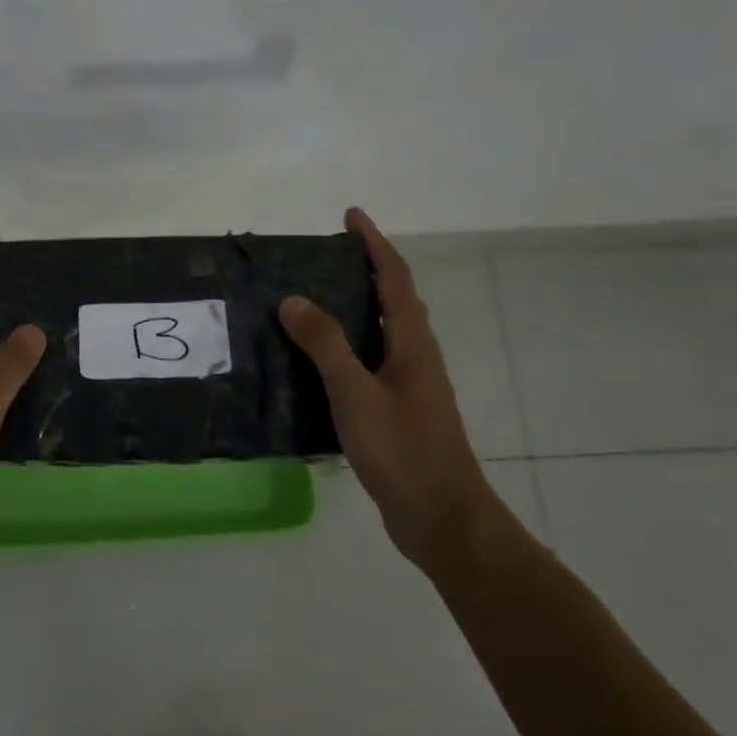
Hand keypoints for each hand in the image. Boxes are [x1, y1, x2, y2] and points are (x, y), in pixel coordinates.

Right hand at [279, 207, 494, 575]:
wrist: (443, 519)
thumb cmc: (403, 451)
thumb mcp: (356, 394)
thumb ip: (325, 345)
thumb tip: (293, 299)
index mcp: (413, 343)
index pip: (395, 278)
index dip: (374, 243)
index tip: (351, 216)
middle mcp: (416, 356)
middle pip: (394, 299)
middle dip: (365, 269)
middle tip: (323, 256)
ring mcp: (411, 385)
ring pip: (383, 331)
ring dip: (356, 306)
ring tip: (313, 299)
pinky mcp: (400, 410)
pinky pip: (371, 361)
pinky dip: (348, 345)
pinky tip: (318, 361)